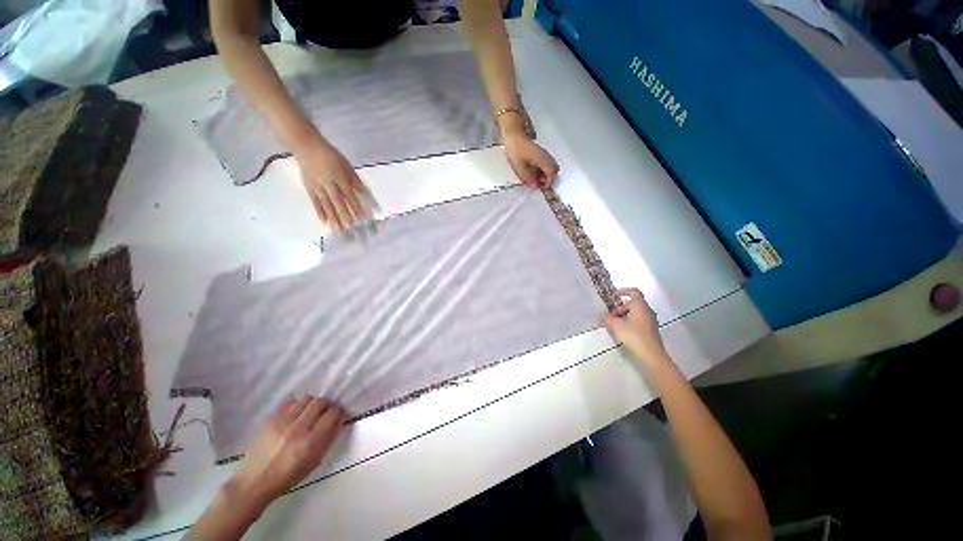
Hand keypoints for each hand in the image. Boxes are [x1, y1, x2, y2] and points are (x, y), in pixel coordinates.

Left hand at [226, 395, 346, 511]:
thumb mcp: (314, 462)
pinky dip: (297, 404)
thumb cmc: (288, 476)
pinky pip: (290, 402)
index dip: (339, 411)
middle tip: (326, 412)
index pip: (332, 414)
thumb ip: (329, 439)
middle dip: (327, 405)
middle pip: (320, 402)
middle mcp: (298, 428)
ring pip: (306, 398)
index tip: (340, 414)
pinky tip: (296, 413)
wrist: (254, 482)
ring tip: (310, 412)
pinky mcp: (271, 419)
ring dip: (312, 403)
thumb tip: (340, 420)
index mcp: (311, 442)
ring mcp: (283, 422)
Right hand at [294, 138, 369, 232]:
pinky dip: (319, 212)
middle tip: (350, 229)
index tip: (363, 219)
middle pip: (338, 203)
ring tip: (338, 230)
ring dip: (333, 218)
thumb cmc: (330, 155)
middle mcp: (329, 184)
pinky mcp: (309, 187)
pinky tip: (324, 222)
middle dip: (345, 216)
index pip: (350, 196)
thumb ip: (354, 180)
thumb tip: (363, 193)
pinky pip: (314, 202)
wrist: (305, 146)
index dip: (356, 207)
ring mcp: (317, 187)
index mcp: (340, 178)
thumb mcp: (346, 165)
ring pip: (327, 205)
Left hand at [503, 131, 558, 187]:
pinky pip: (546, 163)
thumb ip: (528, 178)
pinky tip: (534, 172)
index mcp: (542, 159)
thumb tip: (536, 186)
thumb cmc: (515, 151)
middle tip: (540, 183)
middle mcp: (546, 156)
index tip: (543, 188)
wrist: (513, 136)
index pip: (552, 172)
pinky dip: (543, 169)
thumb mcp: (519, 167)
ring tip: (536, 179)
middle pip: (554, 169)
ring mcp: (544, 153)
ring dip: (546, 174)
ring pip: (551, 166)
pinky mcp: (540, 153)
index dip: (549, 182)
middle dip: (549, 178)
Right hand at [602, 288, 669, 366]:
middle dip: (618, 308)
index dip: (623, 291)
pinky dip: (628, 323)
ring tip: (612, 325)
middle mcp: (647, 311)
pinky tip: (620, 332)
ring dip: (622, 317)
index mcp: (640, 306)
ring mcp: (650, 321)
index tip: (613, 295)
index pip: (633, 292)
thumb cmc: (633, 336)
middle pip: (632, 304)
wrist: (651, 356)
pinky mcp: (650, 331)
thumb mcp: (615, 325)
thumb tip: (604, 315)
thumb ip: (607, 318)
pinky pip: (637, 322)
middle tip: (608, 316)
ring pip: (634, 314)